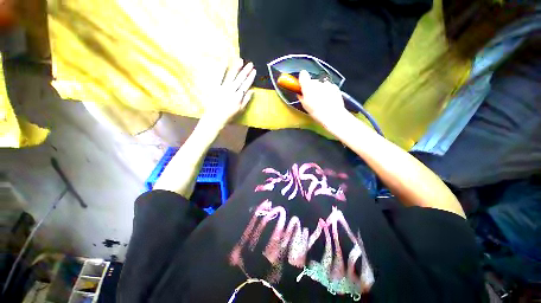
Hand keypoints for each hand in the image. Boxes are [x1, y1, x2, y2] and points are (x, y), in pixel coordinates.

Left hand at [202, 59, 255, 127]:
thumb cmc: (229, 115)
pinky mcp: (216, 86)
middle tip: (250, 64)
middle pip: (240, 79)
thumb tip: (252, 91)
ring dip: (237, 68)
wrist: (216, 117)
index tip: (254, 71)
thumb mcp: (240, 109)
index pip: (246, 85)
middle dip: (246, 71)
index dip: (250, 77)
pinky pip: (219, 76)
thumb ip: (246, 100)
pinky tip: (226, 62)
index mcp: (238, 96)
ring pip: (232, 76)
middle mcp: (232, 90)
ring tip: (241, 61)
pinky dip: (222, 69)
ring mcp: (223, 87)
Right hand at [298, 70, 347, 124]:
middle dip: (312, 88)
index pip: (303, 75)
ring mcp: (327, 84)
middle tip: (312, 98)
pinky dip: (328, 92)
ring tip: (320, 101)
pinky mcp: (334, 87)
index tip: (302, 84)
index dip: (302, 79)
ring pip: (321, 85)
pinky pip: (329, 88)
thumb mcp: (305, 106)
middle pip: (313, 81)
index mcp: (307, 86)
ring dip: (320, 90)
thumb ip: (301, 97)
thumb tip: (300, 94)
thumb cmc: (316, 111)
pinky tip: (327, 101)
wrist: (332, 114)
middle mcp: (317, 82)